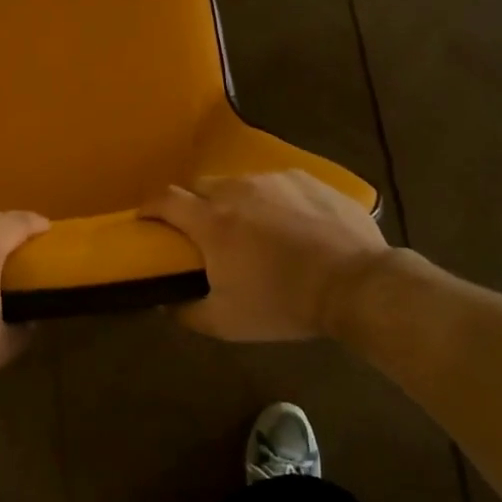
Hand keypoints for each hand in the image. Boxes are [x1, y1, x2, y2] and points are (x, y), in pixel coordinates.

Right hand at [141, 171, 388, 340]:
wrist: (356, 284)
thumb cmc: (284, 303)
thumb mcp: (227, 323)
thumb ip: (187, 313)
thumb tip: (166, 305)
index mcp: (211, 221)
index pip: (165, 200)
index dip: (149, 207)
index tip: (145, 219)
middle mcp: (237, 190)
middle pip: (200, 186)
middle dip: (193, 204)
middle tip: (203, 230)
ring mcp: (274, 180)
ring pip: (240, 183)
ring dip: (235, 201)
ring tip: (253, 228)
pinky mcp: (307, 178)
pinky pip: (277, 183)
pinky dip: (272, 200)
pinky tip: (290, 223)